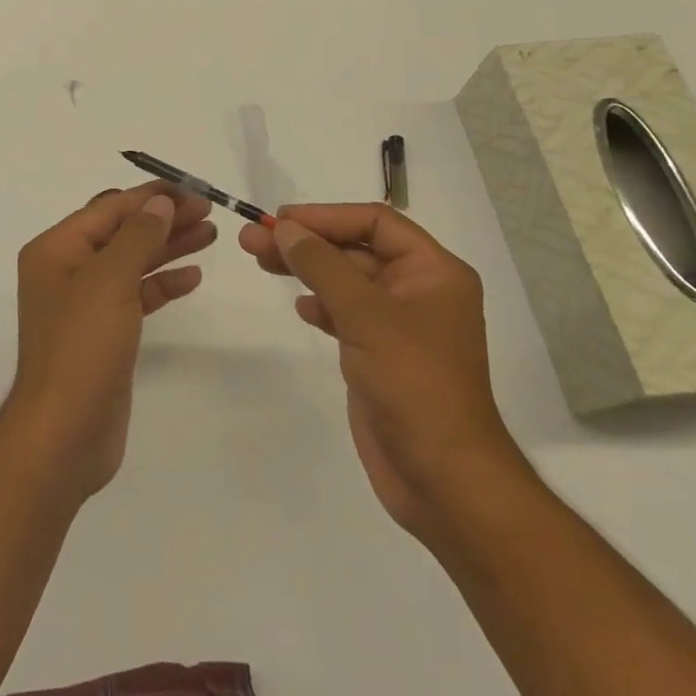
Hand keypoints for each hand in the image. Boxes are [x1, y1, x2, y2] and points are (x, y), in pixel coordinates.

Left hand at [1, 183, 215, 501]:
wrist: (64, 435)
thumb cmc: (81, 346)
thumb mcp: (110, 280)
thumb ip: (137, 236)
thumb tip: (159, 202)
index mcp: (56, 249)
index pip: (109, 208)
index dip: (150, 197)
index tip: (191, 189)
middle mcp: (67, 269)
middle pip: (122, 232)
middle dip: (163, 219)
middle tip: (208, 210)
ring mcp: (86, 303)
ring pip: (132, 262)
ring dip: (168, 247)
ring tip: (210, 234)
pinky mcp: (104, 333)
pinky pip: (136, 295)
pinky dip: (162, 283)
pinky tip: (193, 276)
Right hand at [240, 203, 526, 536]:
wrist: (442, 479)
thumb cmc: (413, 382)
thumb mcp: (365, 314)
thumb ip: (322, 264)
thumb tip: (285, 228)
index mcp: (434, 271)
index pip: (375, 222)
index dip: (326, 216)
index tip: (281, 220)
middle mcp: (420, 290)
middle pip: (355, 248)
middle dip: (306, 242)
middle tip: (253, 238)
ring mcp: (400, 324)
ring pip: (345, 280)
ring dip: (305, 269)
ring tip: (260, 261)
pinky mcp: (381, 354)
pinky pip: (346, 313)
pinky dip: (321, 304)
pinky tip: (300, 307)